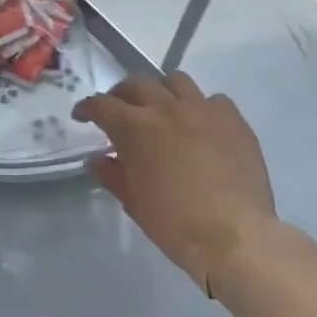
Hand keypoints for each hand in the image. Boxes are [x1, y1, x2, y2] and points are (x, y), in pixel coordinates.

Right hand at [73, 72, 278, 290]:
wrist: (234, 236)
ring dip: (162, 91)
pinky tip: (201, 126)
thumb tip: (97, 159)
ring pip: (175, 80)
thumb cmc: (174, 222)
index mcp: (134, 127)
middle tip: (120, 112)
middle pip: (136, 83)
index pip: (101, 104)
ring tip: (162, 110)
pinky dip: (201, 107)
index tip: (82, 116)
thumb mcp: (132, 201)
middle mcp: (165, 108)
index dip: (87, 108)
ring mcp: (202, 110)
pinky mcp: (233, 120)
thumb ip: (111, 174)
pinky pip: (213, 100)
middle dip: (121, 94)